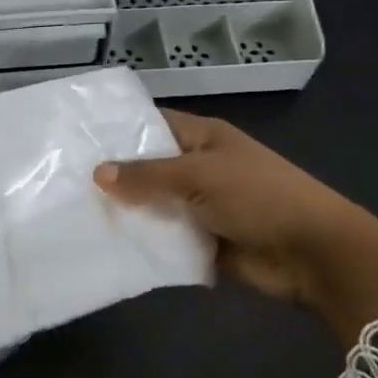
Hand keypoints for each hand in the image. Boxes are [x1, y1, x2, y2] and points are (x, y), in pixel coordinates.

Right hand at [94, 110, 377, 345]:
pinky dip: (146, 244)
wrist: (313, 253)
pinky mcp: (204, 242)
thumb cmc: (258, 196)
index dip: (120, 130)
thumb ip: (147, 176)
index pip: (153, 124)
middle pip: (150, 169)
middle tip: (64, 183)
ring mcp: (203, 206)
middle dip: (115, 178)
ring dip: (128, 214)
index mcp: (204, 138)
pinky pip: (167, 240)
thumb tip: (97, 172)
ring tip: (76, 217)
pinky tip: (108, 248)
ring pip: (156, 207)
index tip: (76, 140)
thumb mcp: (199, 176)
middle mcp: (201, 168)